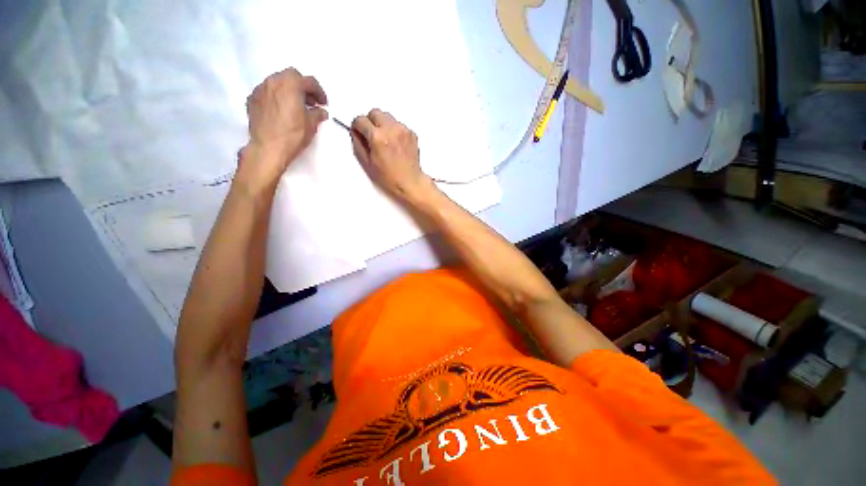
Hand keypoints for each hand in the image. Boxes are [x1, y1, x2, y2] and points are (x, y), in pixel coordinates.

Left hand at [241, 68, 327, 183]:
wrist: (268, 148)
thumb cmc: (293, 135)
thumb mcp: (311, 125)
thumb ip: (317, 114)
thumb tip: (320, 111)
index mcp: (291, 84)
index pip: (309, 81)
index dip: (319, 92)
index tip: (323, 103)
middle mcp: (274, 81)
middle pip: (291, 76)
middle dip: (302, 87)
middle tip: (309, 102)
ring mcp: (260, 89)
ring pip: (277, 82)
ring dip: (288, 91)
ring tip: (295, 106)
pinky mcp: (252, 100)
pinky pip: (267, 92)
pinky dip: (276, 97)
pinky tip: (281, 111)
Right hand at [351, 109, 430, 200]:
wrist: (410, 182)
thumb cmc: (390, 177)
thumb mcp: (367, 163)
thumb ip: (358, 144)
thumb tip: (356, 133)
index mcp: (378, 137)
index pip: (360, 120)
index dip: (357, 126)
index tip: (358, 131)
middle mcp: (391, 130)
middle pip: (374, 112)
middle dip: (370, 122)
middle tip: (370, 135)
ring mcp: (403, 130)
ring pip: (387, 117)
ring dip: (382, 124)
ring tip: (383, 141)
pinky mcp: (411, 133)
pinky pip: (398, 124)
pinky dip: (394, 130)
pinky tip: (394, 144)